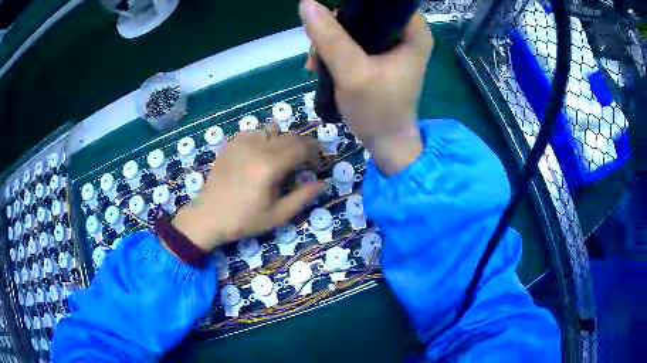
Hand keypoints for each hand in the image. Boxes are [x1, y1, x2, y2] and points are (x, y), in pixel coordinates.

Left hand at [171, 128, 326, 251]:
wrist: (209, 216)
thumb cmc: (244, 219)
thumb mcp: (278, 214)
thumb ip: (303, 196)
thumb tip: (324, 183)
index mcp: (270, 165)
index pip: (302, 147)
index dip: (314, 155)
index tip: (315, 167)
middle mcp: (257, 147)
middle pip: (290, 136)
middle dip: (302, 147)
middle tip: (301, 164)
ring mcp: (242, 142)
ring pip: (273, 131)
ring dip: (283, 142)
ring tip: (280, 160)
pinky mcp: (232, 143)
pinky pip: (255, 132)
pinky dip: (264, 139)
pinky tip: (260, 156)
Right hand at [299, 0, 433, 175]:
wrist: (385, 142)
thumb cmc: (378, 110)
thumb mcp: (352, 73)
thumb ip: (330, 38)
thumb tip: (307, 4)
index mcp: (414, 31)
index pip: (382, 3)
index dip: (353, 8)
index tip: (331, 24)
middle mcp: (406, 33)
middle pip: (364, 13)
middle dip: (335, 28)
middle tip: (319, 52)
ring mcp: (392, 44)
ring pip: (354, 27)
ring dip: (329, 42)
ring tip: (316, 65)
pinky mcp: (380, 55)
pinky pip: (352, 41)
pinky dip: (334, 51)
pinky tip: (321, 67)